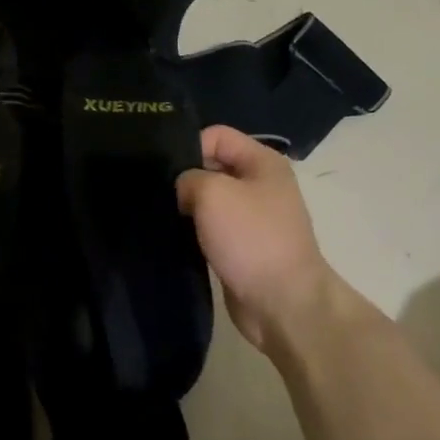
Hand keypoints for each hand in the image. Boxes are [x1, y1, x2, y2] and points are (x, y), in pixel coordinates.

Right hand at [176, 126, 337, 357]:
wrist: (283, 304)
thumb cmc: (251, 238)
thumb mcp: (212, 193)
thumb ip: (188, 177)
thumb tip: (183, 189)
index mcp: (263, 162)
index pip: (215, 135)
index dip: (188, 147)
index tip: (165, 170)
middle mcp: (261, 184)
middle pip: (211, 165)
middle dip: (184, 177)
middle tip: (156, 192)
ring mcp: (253, 217)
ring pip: (209, 199)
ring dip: (187, 207)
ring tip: (162, 214)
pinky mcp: (243, 247)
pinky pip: (211, 228)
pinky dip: (194, 231)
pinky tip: (175, 236)